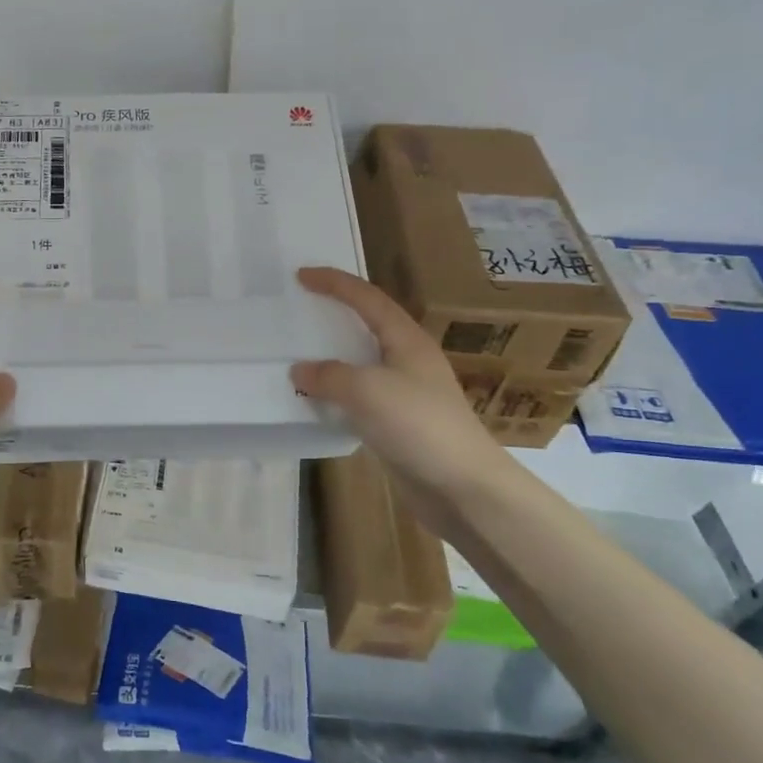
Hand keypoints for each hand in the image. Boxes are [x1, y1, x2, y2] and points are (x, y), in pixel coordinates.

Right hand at [291, 267, 513, 511]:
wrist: (463, 487)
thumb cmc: (418, 426)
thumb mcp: (367, 391)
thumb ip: (329, 375)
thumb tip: (300, 370)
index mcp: (407, 340)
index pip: (367, 298)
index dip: (335, 283)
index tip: (302, 275)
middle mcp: (408, 360)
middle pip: (368, 325)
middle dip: (335, 314)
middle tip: (301, 309)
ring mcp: (406, 393)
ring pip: (362, 363)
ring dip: (333, 356)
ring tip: (300, 353)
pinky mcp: (399, 423)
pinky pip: (360, 396)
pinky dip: (336, 392)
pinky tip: (317, 401)